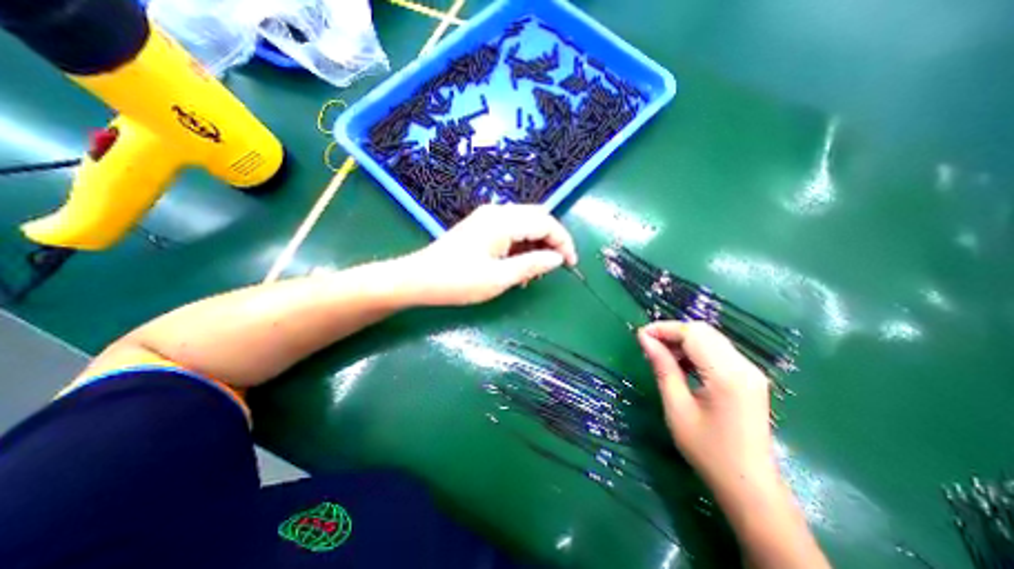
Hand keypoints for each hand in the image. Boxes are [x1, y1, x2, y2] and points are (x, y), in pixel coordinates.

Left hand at [404, 205, 577, 305]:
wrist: (419, 278)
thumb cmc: (458, 281)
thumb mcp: (499, 278)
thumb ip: (532, 265)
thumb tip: (558, 259)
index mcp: (503, 221)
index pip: (546, 223)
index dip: (563, 242)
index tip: (570, 264)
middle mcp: (498, 212)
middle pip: (538, 219)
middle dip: (551, 241)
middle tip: (553, 267)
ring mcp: (488, 217)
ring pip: (525, 224)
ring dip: (536, 245)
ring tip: (533, 272)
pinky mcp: (481, 226)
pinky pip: (511, 230)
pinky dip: (521, 245)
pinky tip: (517, 265)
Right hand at [636, 319, 777, 498]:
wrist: (750, 487)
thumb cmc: (708, 450)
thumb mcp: (677, 407)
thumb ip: (662, 367)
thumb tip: (644, 339)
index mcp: (727, 375)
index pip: (693, 334)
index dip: (664, 329)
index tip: (640, 335)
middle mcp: (744, 366)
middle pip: (703, 331)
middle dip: (672, 332)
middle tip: (648, 345)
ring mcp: (750, 371)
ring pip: (710, 338)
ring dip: (683, 340)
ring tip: (661, 355)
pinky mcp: (748, 378)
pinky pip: (718, 351)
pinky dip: (695, 350)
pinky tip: (680, 364)